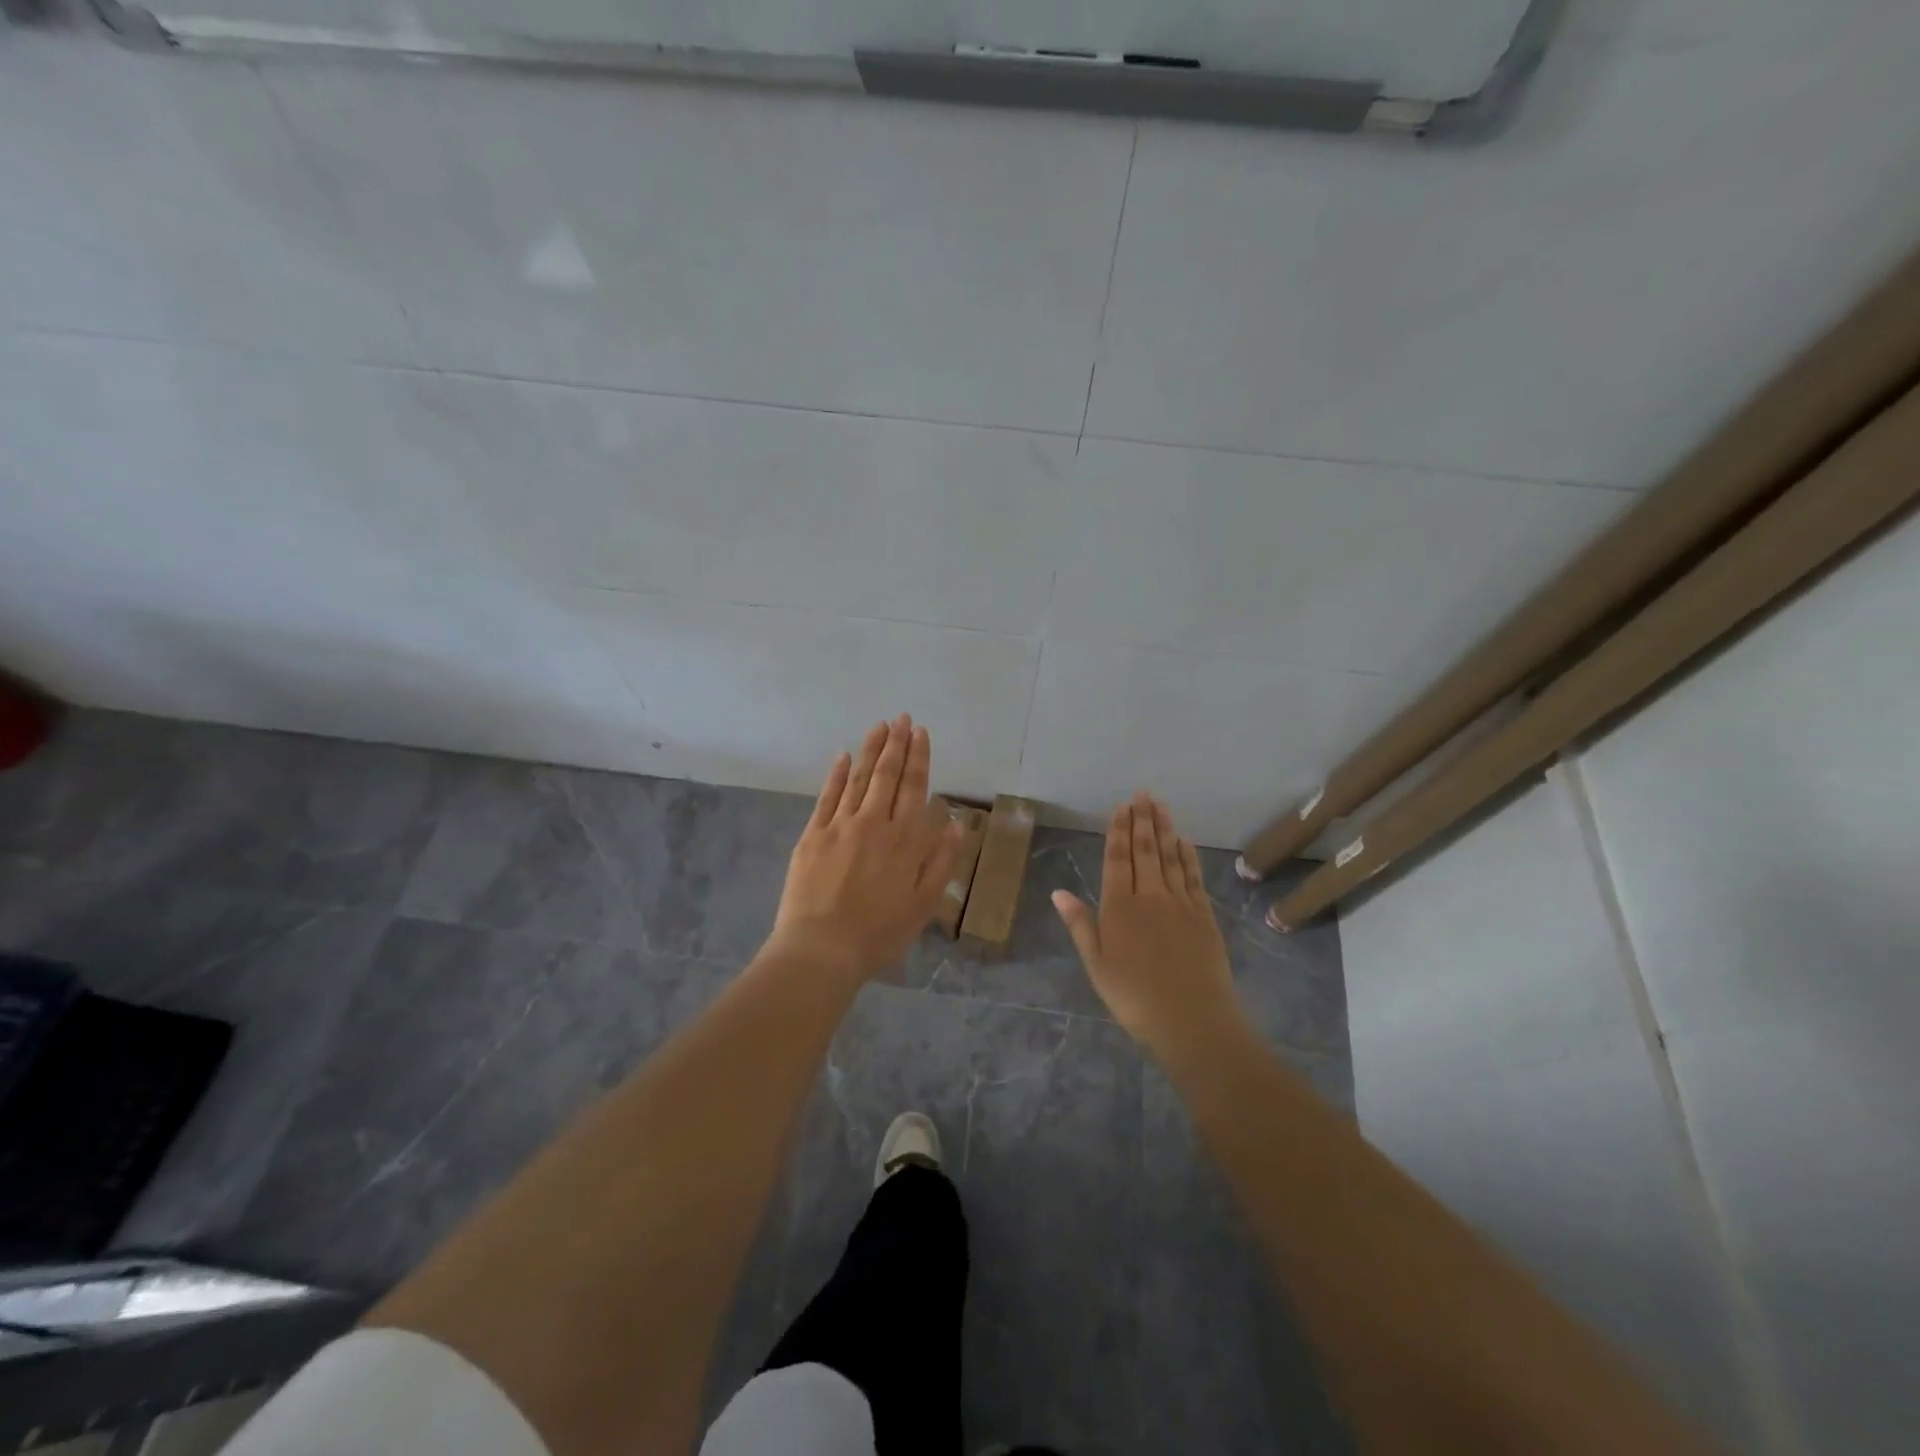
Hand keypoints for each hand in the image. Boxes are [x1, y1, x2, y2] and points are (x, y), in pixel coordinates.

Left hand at [767, 713, 960, 988]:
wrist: (821, 949)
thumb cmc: (879, 933)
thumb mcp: (923, 905)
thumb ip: (941, 862)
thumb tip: (957, 825)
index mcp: (905, 840)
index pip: (915, 788)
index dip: (919, 758)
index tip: (921, 733)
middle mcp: (874, 823)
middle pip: (888, 776)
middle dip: (897, 744)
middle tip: (902, 718)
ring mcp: (841, 826)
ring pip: (859, 778)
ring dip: (871, 750)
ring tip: (879, 726)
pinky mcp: (813, 835)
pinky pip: (827, 796)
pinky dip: (837, 774)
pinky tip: (843, 756)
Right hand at [1053, 792, 1246, 1062]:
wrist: (1193, 1021)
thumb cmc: (1135, 998)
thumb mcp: (1097, 966)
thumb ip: (1080, 925)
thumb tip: (1058, 891)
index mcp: (1120, 908)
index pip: (1118, 859)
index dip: (1119, 830)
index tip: (1121, 806)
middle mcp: (1150, 896)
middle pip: (1145, 851)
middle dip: (1143, 820)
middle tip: (1143, 794)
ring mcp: (1180, 903)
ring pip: (1170, 858)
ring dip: (1165, 830)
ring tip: (1161, 806)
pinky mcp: (1204, 915)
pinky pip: (1193, 876)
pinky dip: (1188, 856)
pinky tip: (1184, 842)